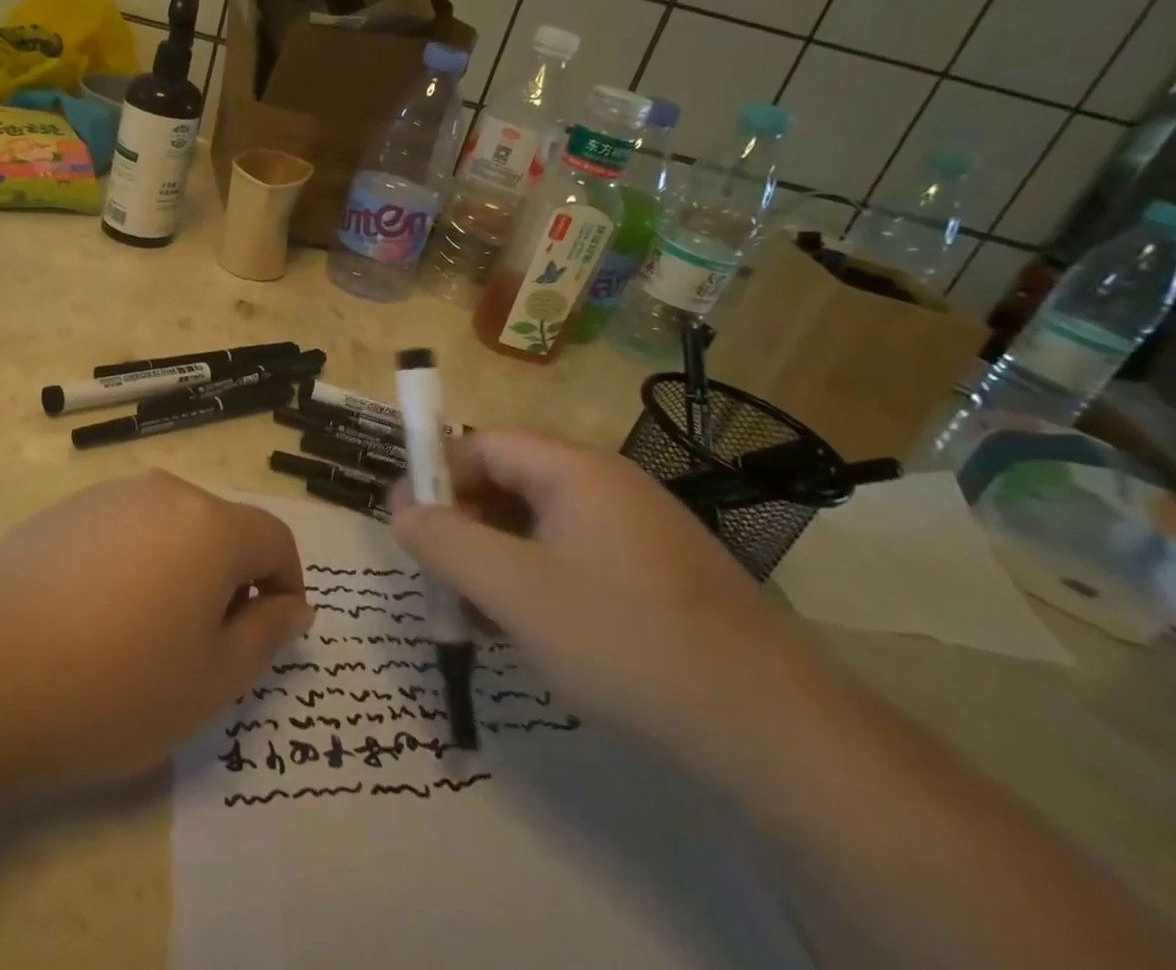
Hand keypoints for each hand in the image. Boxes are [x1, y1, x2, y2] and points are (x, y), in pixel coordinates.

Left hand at [0, 472, 311, 795]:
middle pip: (221, 528)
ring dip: (179, 571)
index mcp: (209, 525)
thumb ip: (266, 636)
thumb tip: (295, 606)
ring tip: (144, 636)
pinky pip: (121, 530)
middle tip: (203, 648)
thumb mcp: (210, 681)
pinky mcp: (61, 511)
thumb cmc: (111, 685)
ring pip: (169, 528)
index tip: (270, 634)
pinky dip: (131, 565)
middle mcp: (163, 492)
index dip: (286, 584)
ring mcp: (106, 495)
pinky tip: (92, 618)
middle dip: (229, 580)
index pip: (274, 537)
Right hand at [392, 429, 823, 776]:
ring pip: (541, 526)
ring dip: (497, 558)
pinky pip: (575, 559)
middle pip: (512, 481)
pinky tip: (531, 632)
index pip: (485, 444)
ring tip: (478, 614)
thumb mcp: (516, 592)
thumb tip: (401, 508)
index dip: (438, 474)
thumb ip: (447, 543)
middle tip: (438, 575)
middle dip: (465, 523)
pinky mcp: (656, 577)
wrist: (777, 734)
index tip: (407, 522)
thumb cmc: (627, 642)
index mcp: (577, 470)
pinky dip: (537, 582)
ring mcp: (638, 533)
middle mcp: (608, 486)